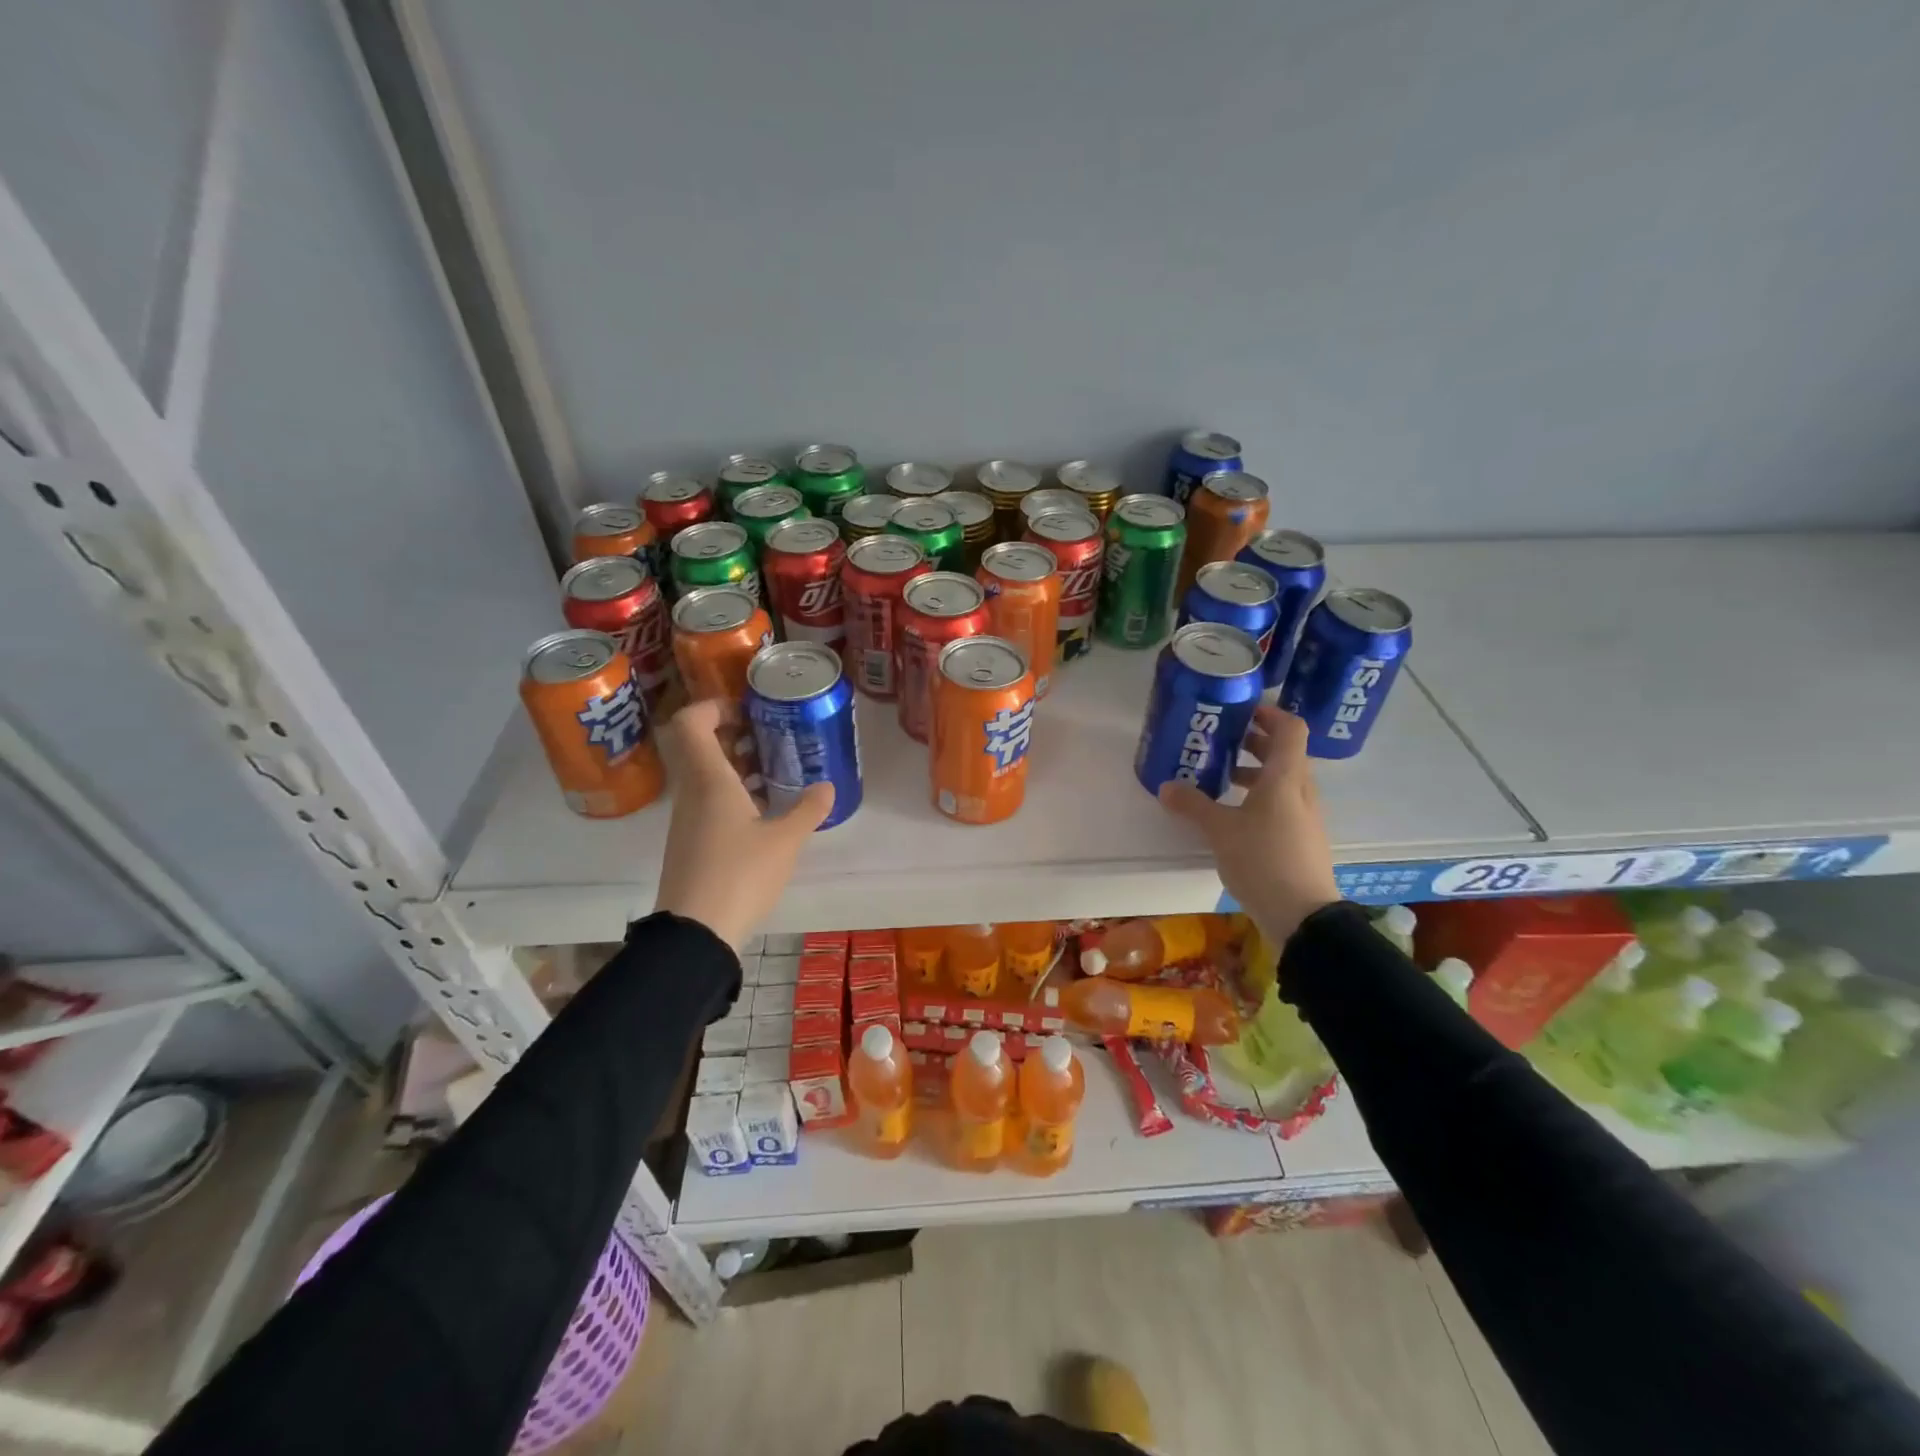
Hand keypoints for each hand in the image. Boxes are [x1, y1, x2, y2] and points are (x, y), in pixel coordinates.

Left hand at [652, 698, 833, 951]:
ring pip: (705, 776)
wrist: (695, 934)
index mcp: (709, 780)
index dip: (714, 707)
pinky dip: (732, 794)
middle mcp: (691, 793)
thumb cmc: (740, 874)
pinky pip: (708, 802)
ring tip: (775, 773)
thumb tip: (827, 786)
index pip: (691, 723)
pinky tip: (763, 812)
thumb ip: (807, 809)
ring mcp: (687, 820)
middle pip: (700, 747)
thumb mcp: (785, 841)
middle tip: (771, 739)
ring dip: (736, 767)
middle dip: (734, 736)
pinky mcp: (690, 843)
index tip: (748, 711)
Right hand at [1159, 705, 1340, 945]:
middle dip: (1255, 743)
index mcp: (1286, 777)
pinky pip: (1283, 804)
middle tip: (1221, 742)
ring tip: (1222, 778)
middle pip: (1285, 752)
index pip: (1290, 728)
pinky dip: (1260, 798)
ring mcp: (1306, 816)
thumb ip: (1193, 805)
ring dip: (1256, 772)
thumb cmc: (1263, 860)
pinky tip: (1233, 815)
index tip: (1241, 711)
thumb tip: (1166, 786)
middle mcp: (1302, 790)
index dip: (1269, 713)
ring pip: (1283, 780)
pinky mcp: (1302, 839)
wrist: (1303, 916)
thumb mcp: (1220, 831)